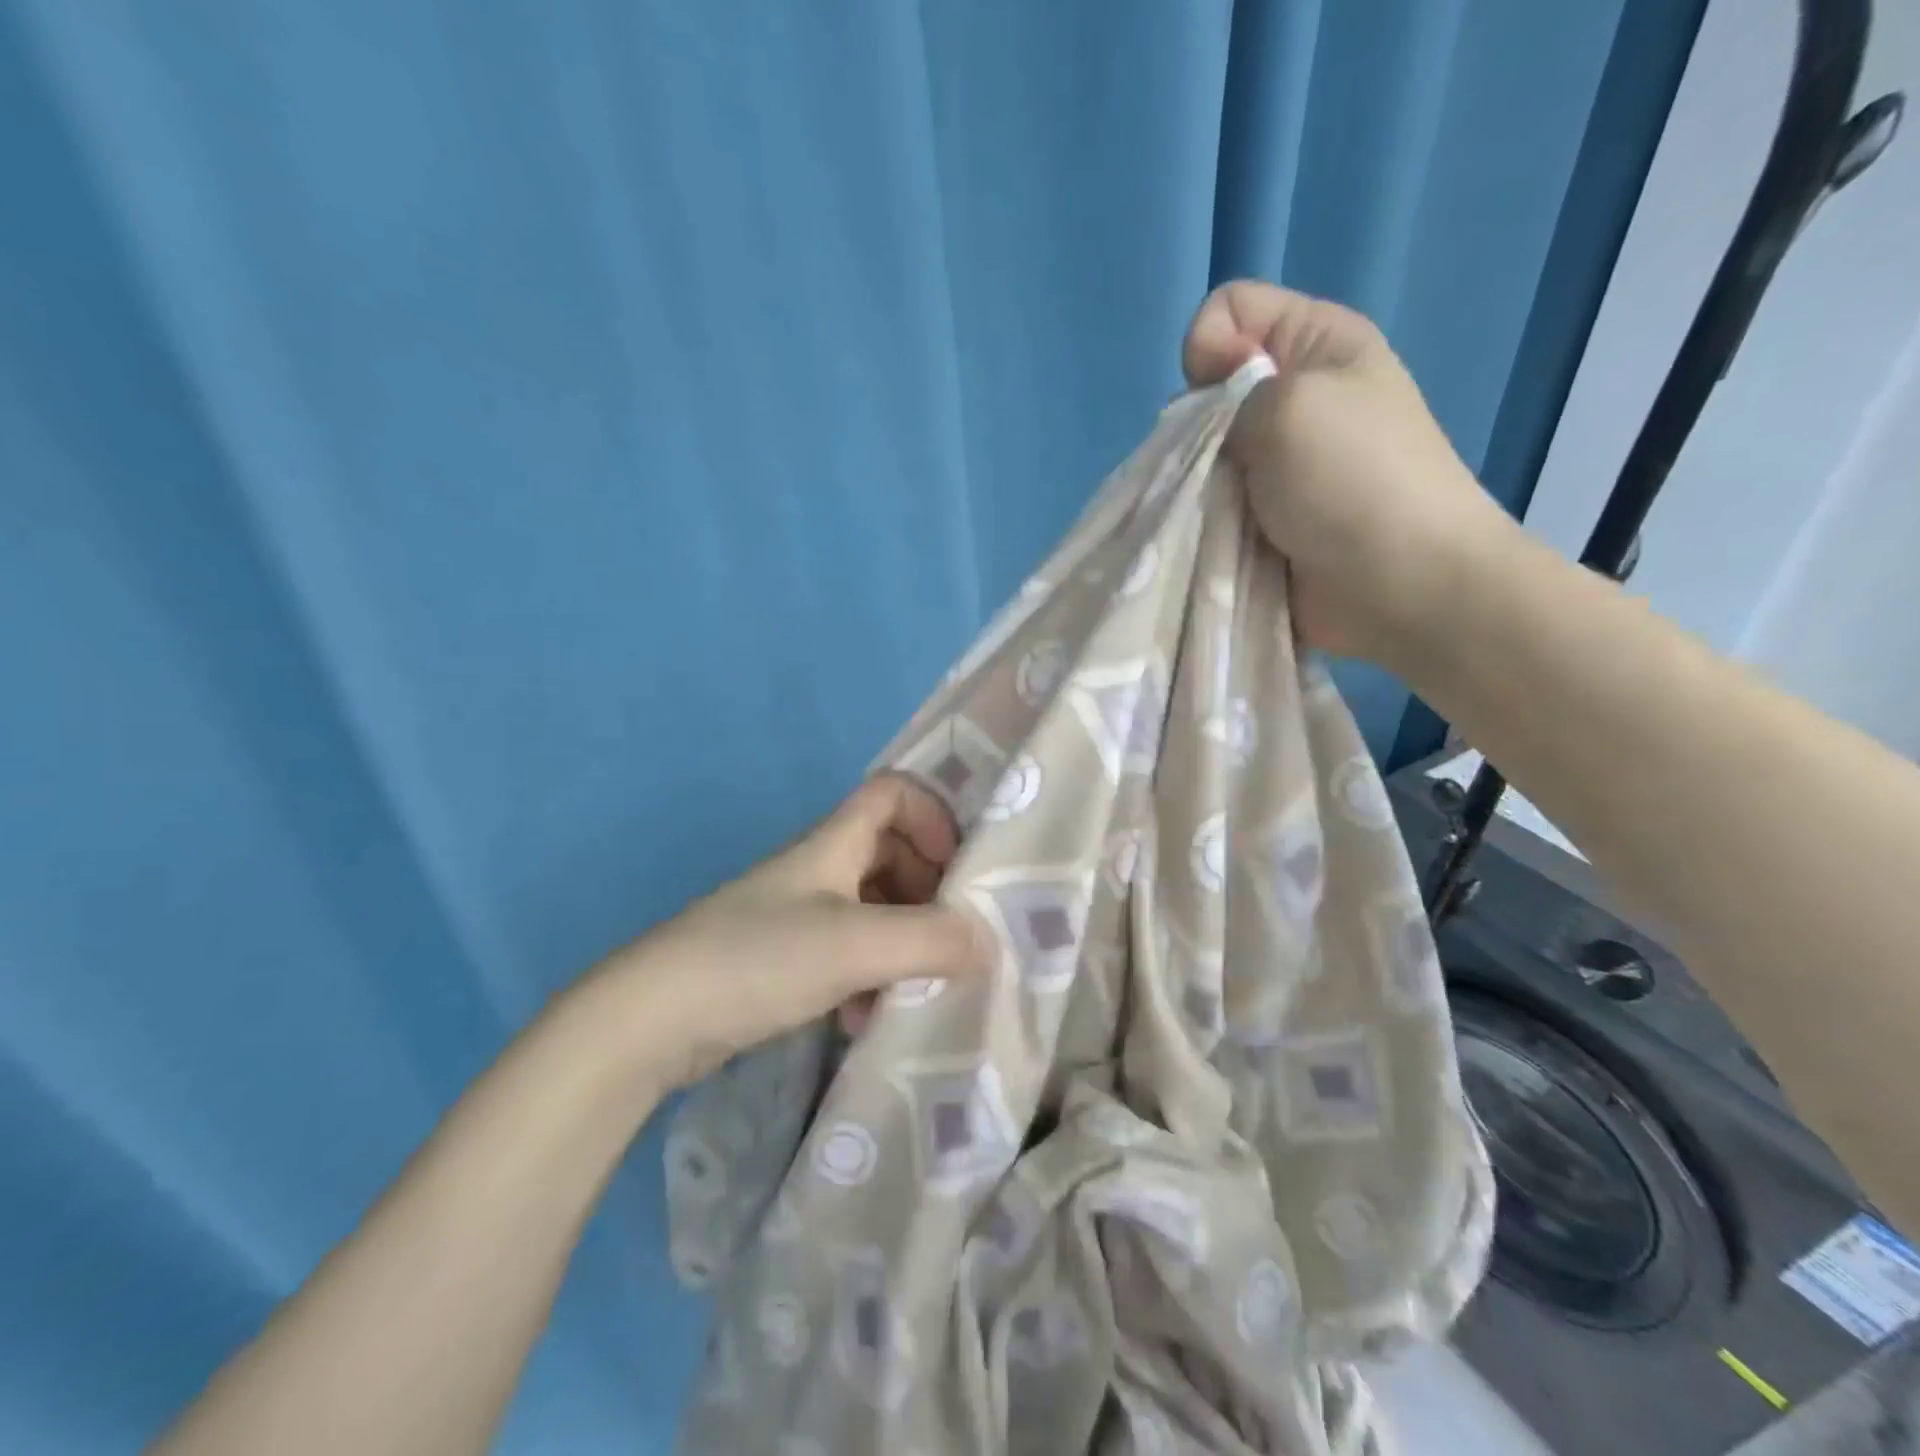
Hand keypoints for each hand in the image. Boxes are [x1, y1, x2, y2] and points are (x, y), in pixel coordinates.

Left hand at [592, 776, 991, 1090]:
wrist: (648, 1020)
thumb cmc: (756, 960)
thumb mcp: (854, 945)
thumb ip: (929, 940)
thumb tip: (989, 942)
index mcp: (833, 844)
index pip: (892, 794)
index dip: (932, 817)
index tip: (958, 870)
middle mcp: (818, 870)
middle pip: (889, 853)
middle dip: (928, 889)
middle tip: (952, 935)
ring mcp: (797, 916)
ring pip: (871, 908)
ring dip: (902, 940)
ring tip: (918, 985)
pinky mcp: (782, 961)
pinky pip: (846, 953)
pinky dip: (869, 976)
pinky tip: (868, 1018)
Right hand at [1183, 280, 1517, 666]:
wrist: (1401, 586)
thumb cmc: (1353, 480)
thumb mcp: (1289, 403)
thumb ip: (1225, 390)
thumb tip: (1201, 416)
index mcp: (1317, 345)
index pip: (1229, 310)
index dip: (1207, 346)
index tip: (1217, 398)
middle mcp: (1297, 398)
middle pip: (1209, 391)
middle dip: (1196, 428)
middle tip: (1219, 465)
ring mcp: (1280, 465)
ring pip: (1204, 456)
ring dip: (1198, 484)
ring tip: (1217, 512)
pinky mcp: (1266, 520)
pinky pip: (1214, 506)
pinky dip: (1205, 520)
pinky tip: (1215, 538)